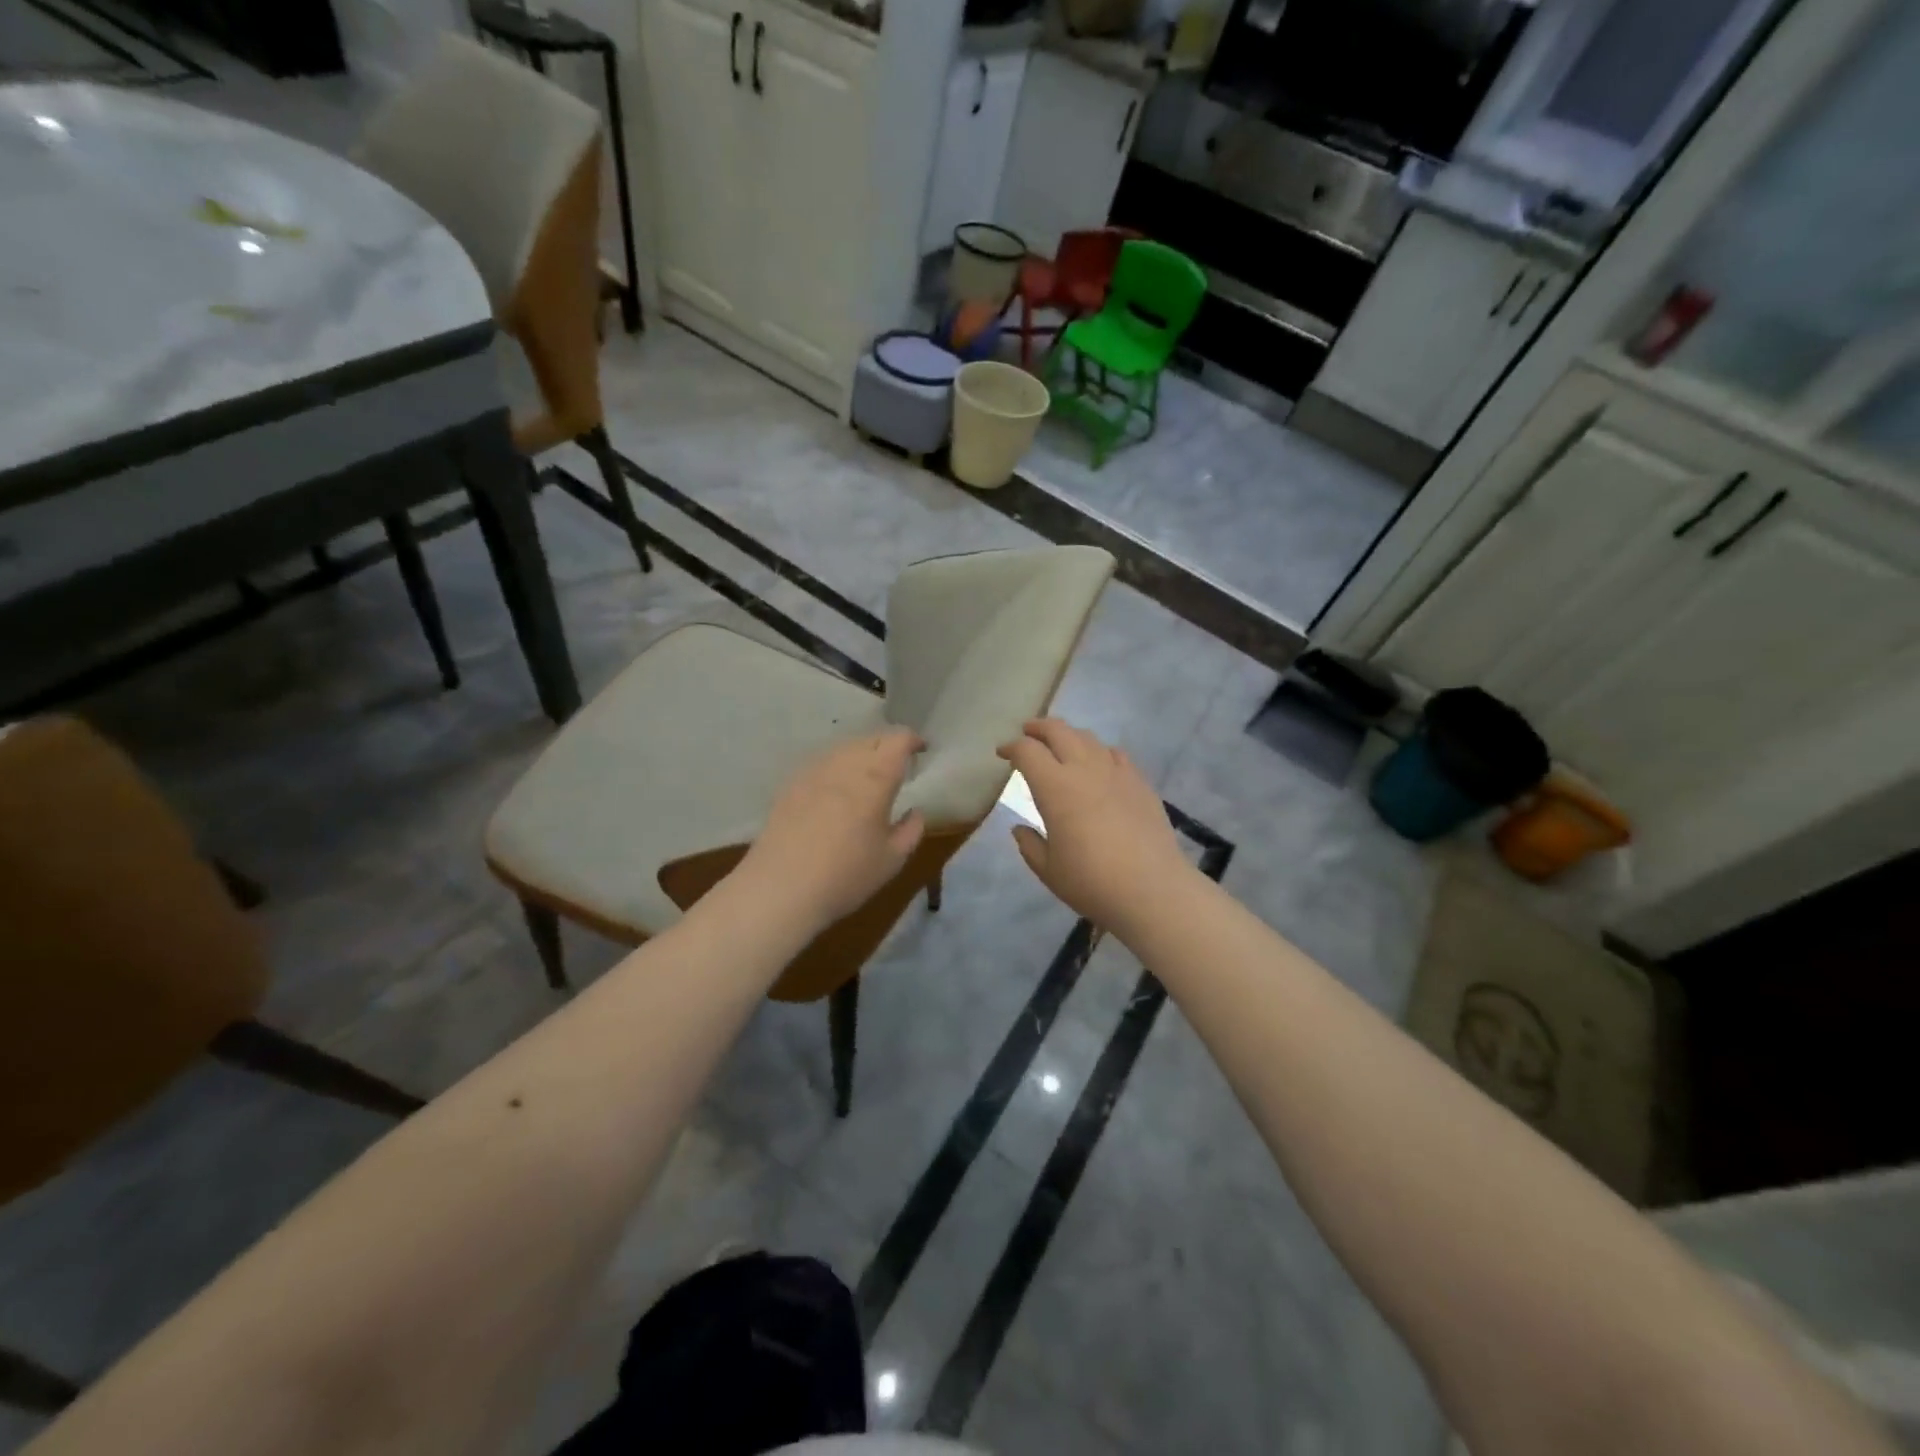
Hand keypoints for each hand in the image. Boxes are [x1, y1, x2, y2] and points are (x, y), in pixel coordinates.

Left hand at [738, 727, 927, 927]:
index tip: (921, 750)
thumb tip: (915, 811)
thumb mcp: (892, 859)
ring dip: (862, 754)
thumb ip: (911, 830)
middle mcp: (844, 764)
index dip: (912, 740)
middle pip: (871, 739)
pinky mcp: (791, 784)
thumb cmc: (846, 875)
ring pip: (844, 748)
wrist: (780, 889)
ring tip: (868, 776)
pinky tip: (836, 789)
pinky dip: (837, 767)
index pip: (898, 739)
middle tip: (898, 765)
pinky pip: (822, 763)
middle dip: (888, 745)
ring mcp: (813, 771)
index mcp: (875, 777)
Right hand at [996, 719, 1192, 930]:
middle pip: (1058, 731)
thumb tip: (1020, 828)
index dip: (1011, 747)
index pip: (1027, 751)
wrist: (1152, 890)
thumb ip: (1030, 844)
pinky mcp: (1140, 783)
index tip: (1003, 754)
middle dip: (1038, 728)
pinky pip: (1116, 754)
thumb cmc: (1091, 882)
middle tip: (1027, 733)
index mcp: (1055, 787)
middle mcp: (1084, 769)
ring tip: (1061, 747)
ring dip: (1069, 736)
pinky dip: (1099, 751)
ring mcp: (1116, 772)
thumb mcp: (1048, 870)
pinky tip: (1099, 764)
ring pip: (1088, 738)